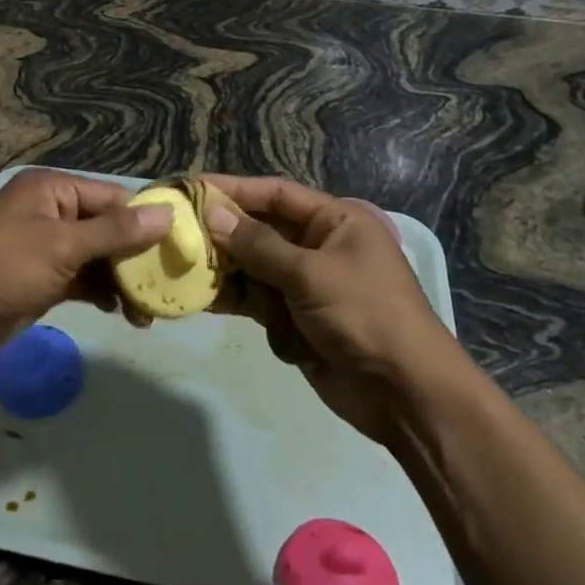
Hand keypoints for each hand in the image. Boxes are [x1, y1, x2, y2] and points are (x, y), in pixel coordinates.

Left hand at [0, 170, 173, 365]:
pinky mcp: (40, 283)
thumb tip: (167, 212)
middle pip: (107, 229)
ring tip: (152, 310)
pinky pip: (82, 282)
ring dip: (123, 280)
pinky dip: (103, 294)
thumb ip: (116, 232)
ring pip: (97, 259)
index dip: (147, 219)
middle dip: (137, 256)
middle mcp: (51, 214)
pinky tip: (126, 314)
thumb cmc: (3, 264)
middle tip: (171, 284)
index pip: (113, 197)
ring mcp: (45, 250)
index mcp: (54, 190)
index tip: (181, 245)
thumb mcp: (63, 244)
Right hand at [201, 176, 468, 443]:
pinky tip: (204, 299)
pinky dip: (237, 301)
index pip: (275, 193)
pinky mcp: (297, 319)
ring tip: (182, 266)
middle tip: (177, 231)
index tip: (192, 188)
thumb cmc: (366, 316)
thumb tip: (212, 212)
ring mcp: (307, 284)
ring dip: (224, 269)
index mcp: (335, 221)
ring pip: (253, 267)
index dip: (233, 189)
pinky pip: (258, 301)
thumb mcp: (310, 274)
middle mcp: (319, 246)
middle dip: (222, 233)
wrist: (407, 397)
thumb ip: (258, 244)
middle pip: (259, 230)